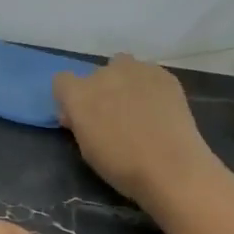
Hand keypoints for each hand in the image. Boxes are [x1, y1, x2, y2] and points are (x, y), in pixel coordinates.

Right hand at [52, 54, 215, 206]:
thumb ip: (79, 124)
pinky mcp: (164, 74)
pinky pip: (148, 73)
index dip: (69, 98)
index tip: (79, 116)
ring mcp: (136, 70)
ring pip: (123, 66)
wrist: (171, 167)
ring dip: (124, 81)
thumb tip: (77, 114)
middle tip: (113, 116)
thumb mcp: (86, 149)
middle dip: (100, 91)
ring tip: (138, 107)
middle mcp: (104, 74)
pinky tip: (159, 109)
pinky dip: (149, 86)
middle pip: (95, 75)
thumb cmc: (121, 167)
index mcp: (79, 94)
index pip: (62, 81)